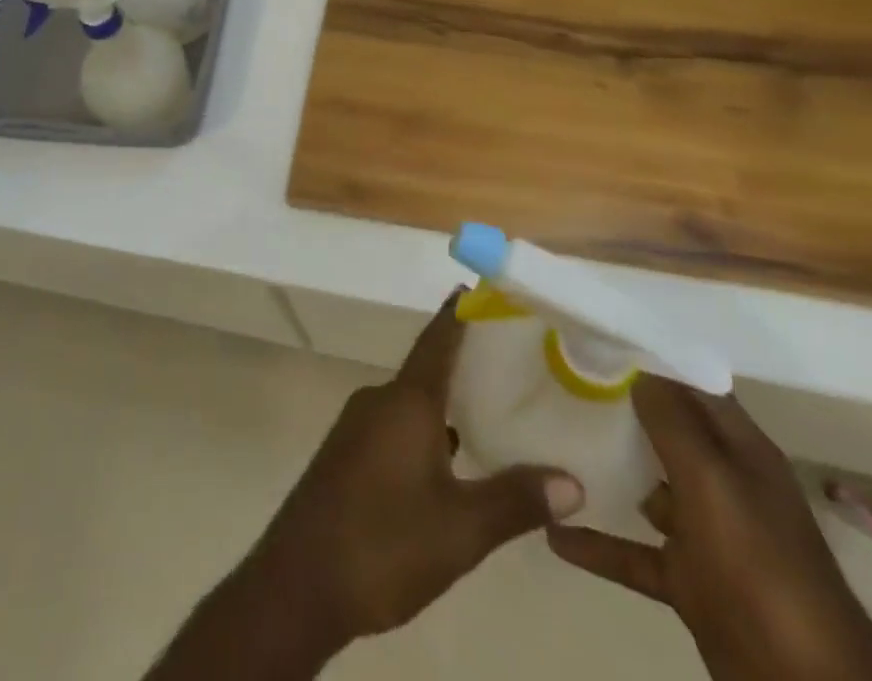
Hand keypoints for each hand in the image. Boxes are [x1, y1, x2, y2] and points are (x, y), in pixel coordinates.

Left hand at [245, 292, 585, 648]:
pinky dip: (426, 431)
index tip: (481, 290)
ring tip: (492, 414)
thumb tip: (572, 481)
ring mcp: (358, 427)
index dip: (460, 314)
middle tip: (513, 364)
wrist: (299, 581)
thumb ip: (515, 500)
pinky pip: (394, 426)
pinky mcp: (347, 455)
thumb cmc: (384, 543)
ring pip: (411, 403)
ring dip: (446, 405)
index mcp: (406, 401)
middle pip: (427, 369)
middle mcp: (379, 401)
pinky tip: (450, 462)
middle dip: (465, 364)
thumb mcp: (460, 528)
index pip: (438, 340)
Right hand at [547, 376, 871, 680]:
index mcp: (741, 451)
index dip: (650, 359)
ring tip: (551, 443)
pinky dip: (598, 545)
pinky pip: (635, 554)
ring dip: (607, 470)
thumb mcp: (712, 482)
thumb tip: (637, 368)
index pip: (693, 386)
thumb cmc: (760, 567)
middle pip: (667, 432)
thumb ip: (673, 423)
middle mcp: (726, 484)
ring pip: (649, 489)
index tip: (597, 337)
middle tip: (562, 377)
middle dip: (620, 407)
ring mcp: (709, 536)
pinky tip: (554, 535)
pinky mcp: (692, 582)